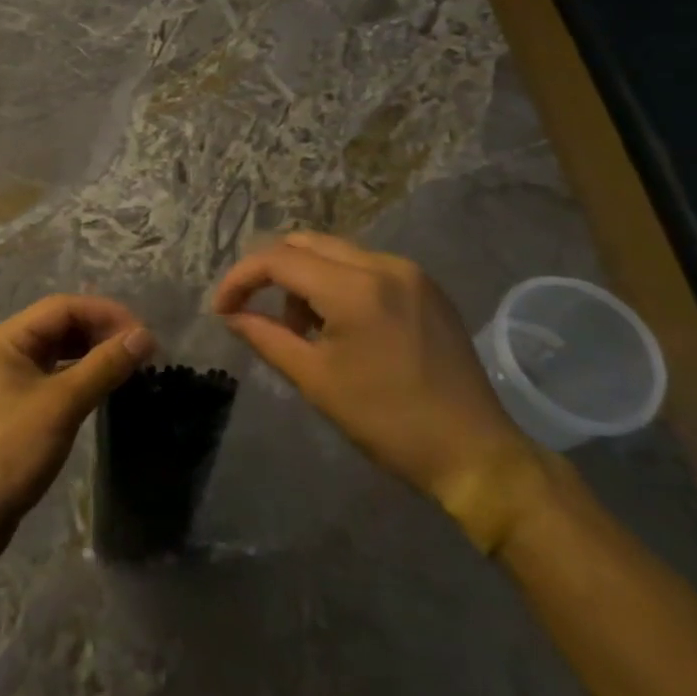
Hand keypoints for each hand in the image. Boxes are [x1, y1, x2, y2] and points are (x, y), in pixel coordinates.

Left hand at [0, 295, 154, 550]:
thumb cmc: (10, 451)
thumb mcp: (62, 405)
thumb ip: (104, 366)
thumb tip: (145, 336)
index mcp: (6, 338)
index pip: (63, 308)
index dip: (106, 314)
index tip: (143, 334)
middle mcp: (4, 349)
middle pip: (60, 325)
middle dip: (101, 332)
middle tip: (141, 351)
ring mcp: (7, 377)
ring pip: (58, 351)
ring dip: (93, 353)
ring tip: (129, 365)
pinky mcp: (14, 404)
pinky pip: (53, 375)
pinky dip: (80, 375)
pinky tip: (103, 386)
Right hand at [213, 232, 536, 511]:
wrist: (474, 452)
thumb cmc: (387, 421)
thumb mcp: (315, 380)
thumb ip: (266, 337)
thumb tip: (231, 315)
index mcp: (354, 288)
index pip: (278, 260)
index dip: (241, 278)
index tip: (222, 309)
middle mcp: (383, 265)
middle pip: (305, 243)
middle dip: (272, 272)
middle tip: (256, 311)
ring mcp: (410, 272)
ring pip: (335, 252)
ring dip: (305, 278)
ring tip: (303, 329)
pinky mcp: (425, 287)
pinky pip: (366, 267)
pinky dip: (338, 283)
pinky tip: (340, 325)